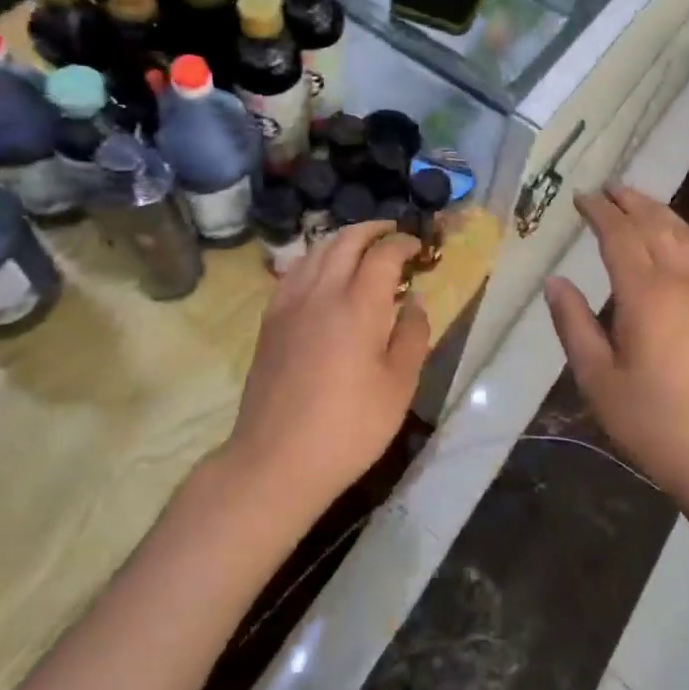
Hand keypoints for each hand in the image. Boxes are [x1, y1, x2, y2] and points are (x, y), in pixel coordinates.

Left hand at [226, 222, 430, 513]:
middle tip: (393, 233)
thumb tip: (415, 302)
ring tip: (362, 247)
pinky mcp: (270, 321)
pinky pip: (293, 272)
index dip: (403, 243)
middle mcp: (321, 292)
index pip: (383, 254)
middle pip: (345, 240)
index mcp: (359, 306)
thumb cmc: (349, 427)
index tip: (418, 248)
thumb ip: (413, 336)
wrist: (277, 460)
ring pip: (316, 251)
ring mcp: (289, 304)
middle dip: (372, 229)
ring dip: (342, 239)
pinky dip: (315, 259)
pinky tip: (323, 274)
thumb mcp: (399, 387)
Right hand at [544, 186, 688, 507]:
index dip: (600, 212)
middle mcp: (682, 282)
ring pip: (684, 235)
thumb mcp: (599, 380)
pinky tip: (677, 236)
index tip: (581, 197)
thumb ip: (574, 325)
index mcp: (646, 295)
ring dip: (658, 211)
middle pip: (655, 226)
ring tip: (637, 199)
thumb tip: (555, 282)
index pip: (620, 236)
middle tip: (607, 188)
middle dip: (629, 202)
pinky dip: (683, 233)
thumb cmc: (655, 423)